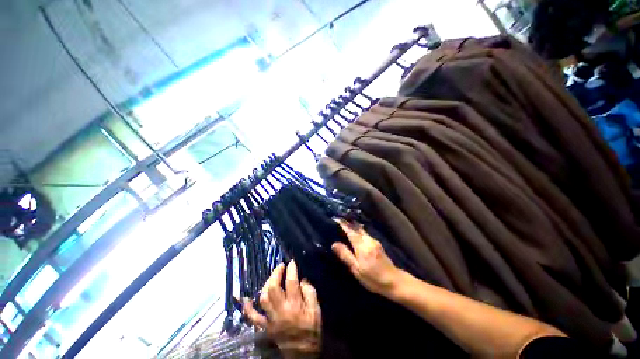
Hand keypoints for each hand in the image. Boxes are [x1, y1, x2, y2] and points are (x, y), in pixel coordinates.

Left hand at [243, 261, 321, 357]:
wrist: (302, 354)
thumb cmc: (311, 330)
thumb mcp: (316, 310)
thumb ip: (310, 293)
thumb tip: (302, 280)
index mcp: (295, 306)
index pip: (291, 282)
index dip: (291, 269)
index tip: (291, 262)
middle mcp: (281, 310)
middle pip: (274, 288)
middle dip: (276, 273)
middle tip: (280, 266)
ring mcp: (271, 319)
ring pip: (263, 298)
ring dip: (266, 284)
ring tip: (272, 277)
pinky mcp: (264, 327)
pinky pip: (252, 317)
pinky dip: (247, 308)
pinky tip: (245, 298)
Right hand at [332, 219, 402, 296]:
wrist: (395, 282)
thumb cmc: (374, 279)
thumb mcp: (357, 270)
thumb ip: (345, 256)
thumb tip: (334, 244)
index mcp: (362, 246)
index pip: (350, 231)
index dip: (343, 224)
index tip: (335, 218)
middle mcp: (368, 240)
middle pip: (357, 227)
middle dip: (348, 222)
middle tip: (339, 219)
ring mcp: (374, 241)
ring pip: (361, 229)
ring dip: (353, 226)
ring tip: (345, 224)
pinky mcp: (377, 244)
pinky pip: (365, 233)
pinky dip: (358, 230)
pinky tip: (355, 233)